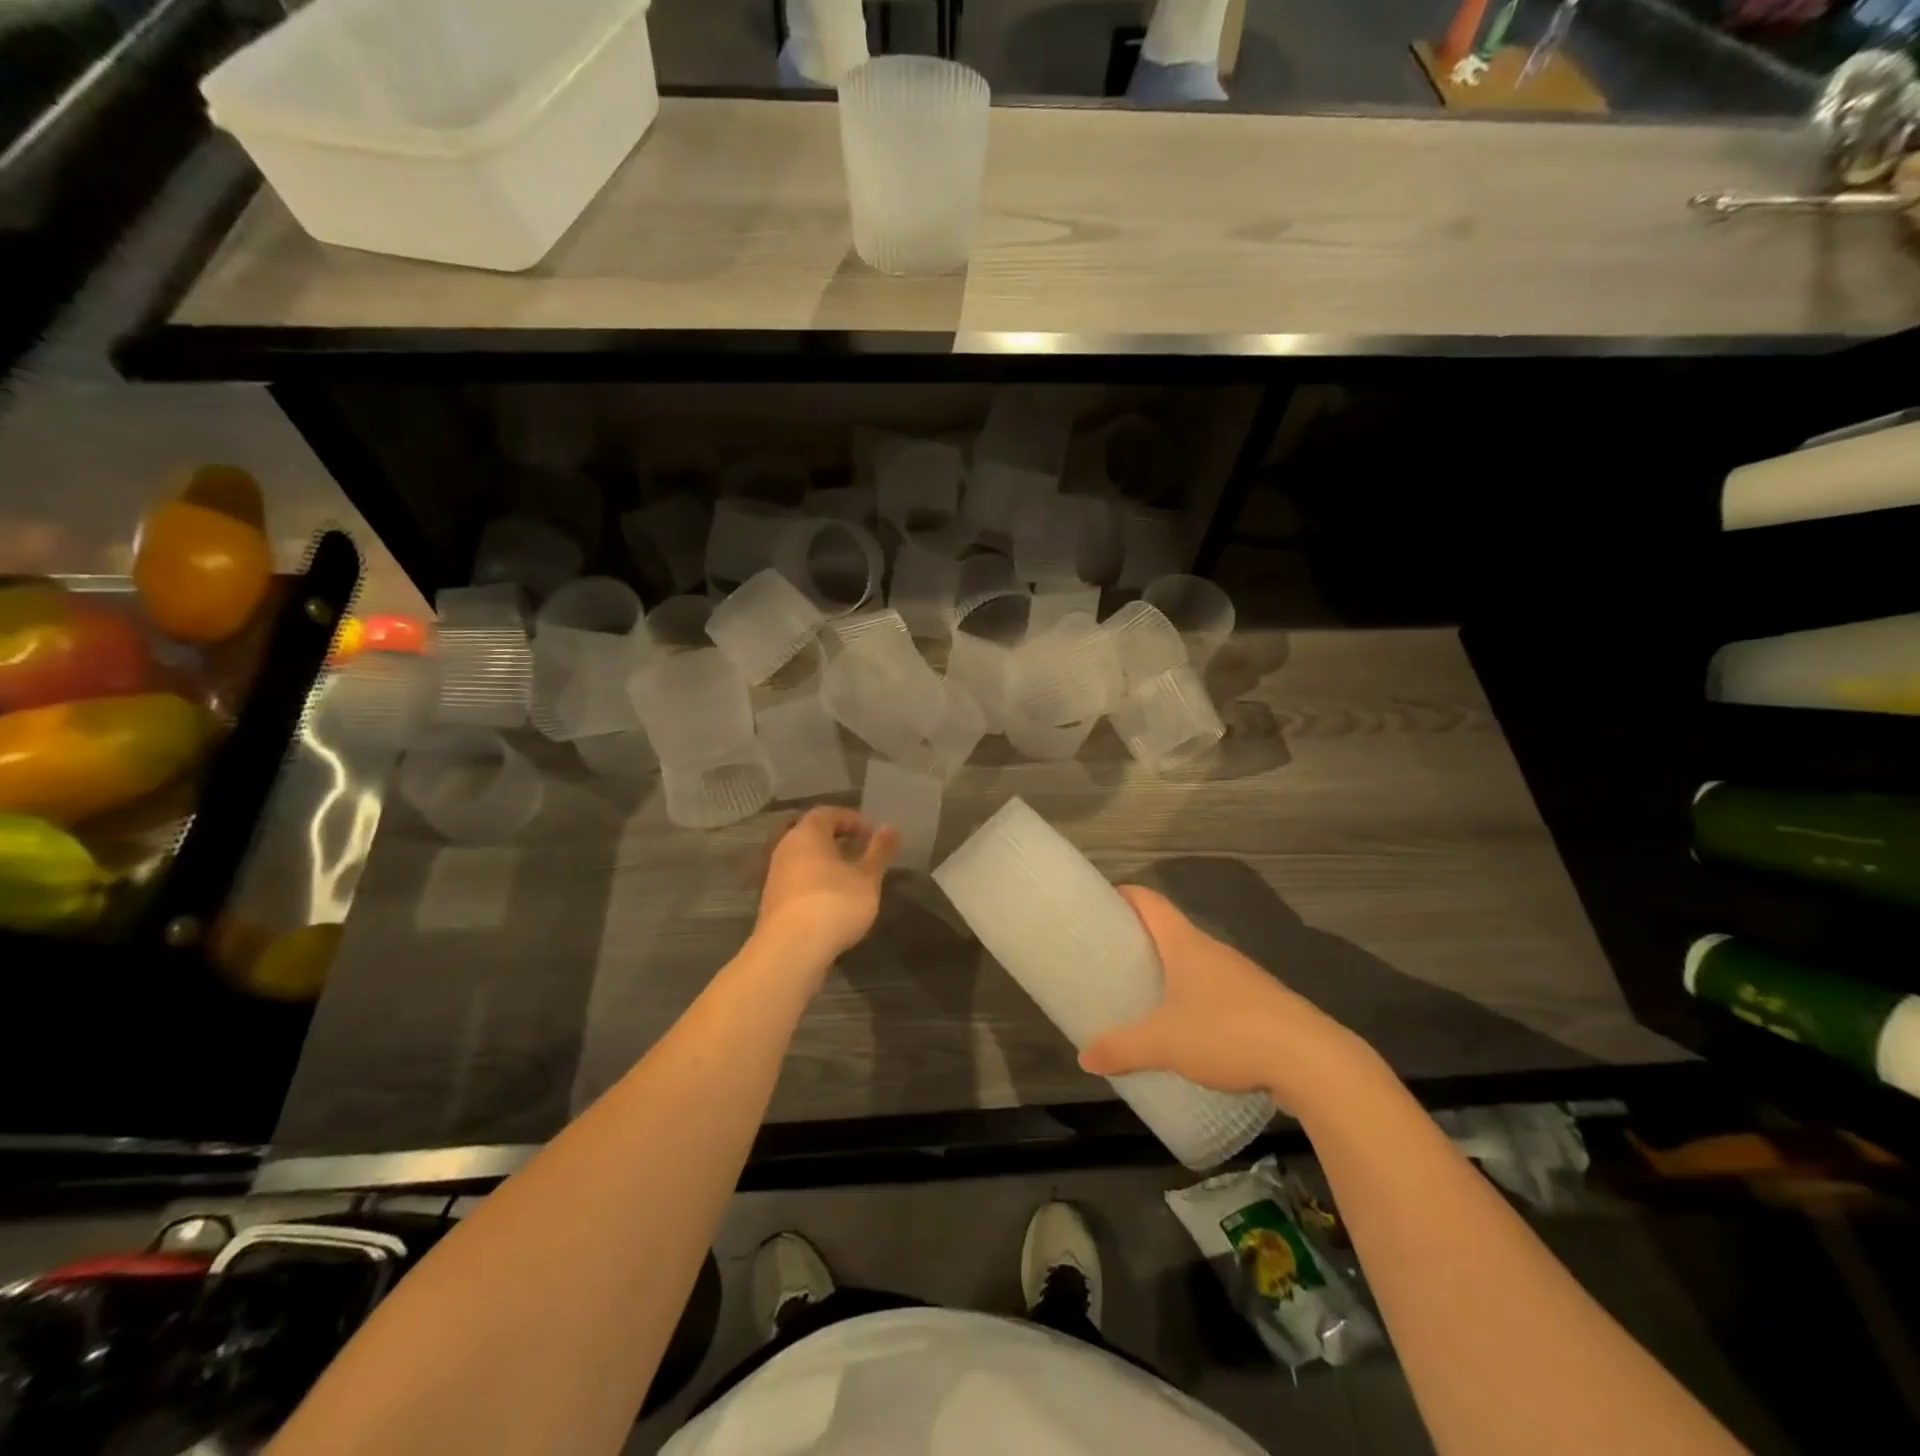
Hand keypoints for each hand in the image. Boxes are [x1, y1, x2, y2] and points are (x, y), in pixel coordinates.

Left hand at [753, 806, 897, 966]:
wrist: (790, 950)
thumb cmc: (834, 903)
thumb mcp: (868, 877)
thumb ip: (879, 851)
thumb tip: (890, 827)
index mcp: (807, 834)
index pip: (828, 813)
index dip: (852, 819)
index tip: (873, 834)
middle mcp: (786, 848)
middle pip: (813, 835)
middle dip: (839, 841)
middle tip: (864, 853)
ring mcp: (775, 876)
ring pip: (805, 859)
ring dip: (828, 863)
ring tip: (853, 879)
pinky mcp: (773, 902)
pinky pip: (799, 880)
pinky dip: (817, 882)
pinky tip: (834, 902)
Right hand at [1078, 886, 1368, 1111]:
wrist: (1311, 1061)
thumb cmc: (1228, 1032)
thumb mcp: (1165, 1043)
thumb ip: (1122, 1048)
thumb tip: (1085, 1058)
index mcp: (1186, 944)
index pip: (1150, 901)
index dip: (1124, 895)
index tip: (1099, 904)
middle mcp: (1213, 951)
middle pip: (1169, 931)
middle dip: (1140, 940)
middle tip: (1110, 960)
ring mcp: (1240, 977)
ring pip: (1194, 964)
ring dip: (1169, 973)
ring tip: (1142, 996)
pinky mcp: (1260, 1005)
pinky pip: (1215, 992)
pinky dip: (1194, 1000)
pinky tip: (1186, 1030)